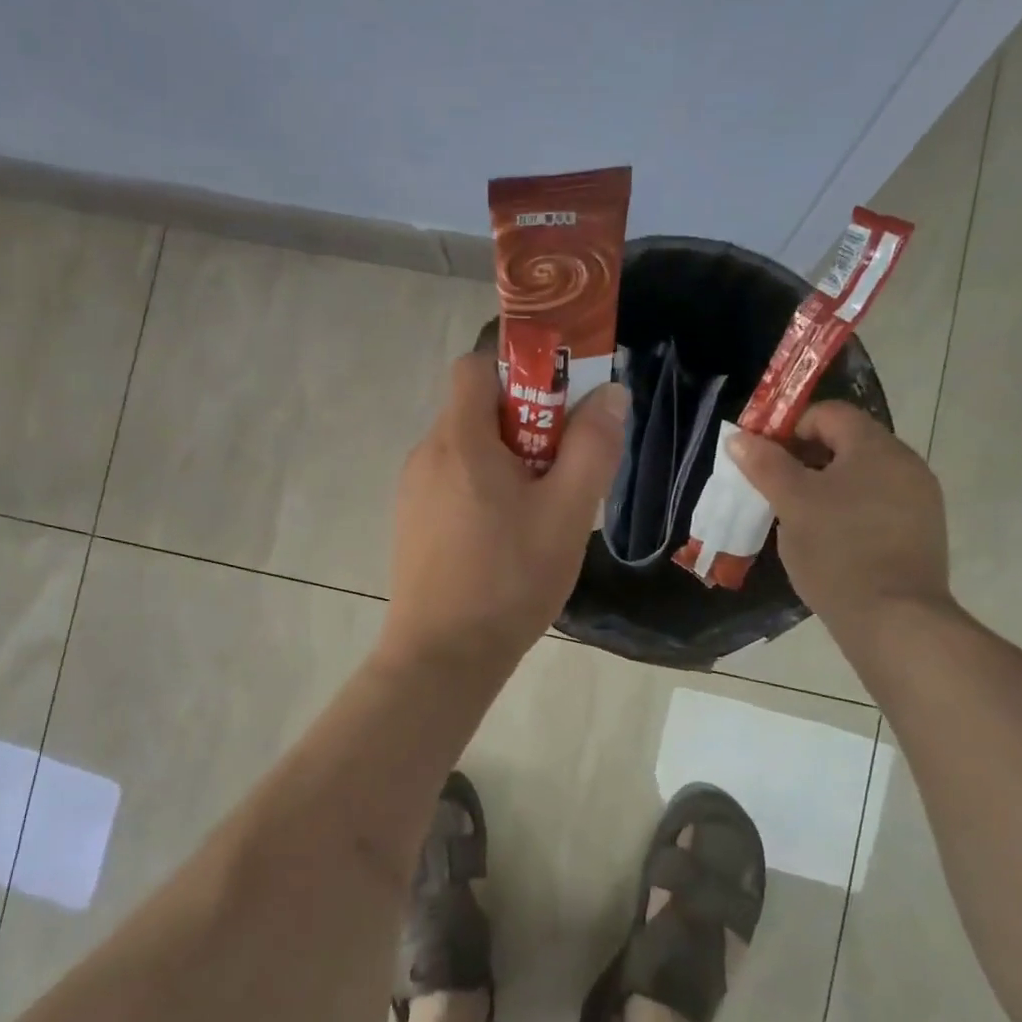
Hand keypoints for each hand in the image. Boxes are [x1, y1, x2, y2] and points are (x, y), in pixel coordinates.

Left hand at [378, 353, 627, 673]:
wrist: (443, 656)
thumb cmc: (509, 579)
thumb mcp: (566, 512)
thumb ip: (592, 448)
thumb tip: (609, 393)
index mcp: (459, 440)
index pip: (477, 365)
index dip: (519, 368)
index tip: (559, 401)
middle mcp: (427, 454)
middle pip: (476, 409)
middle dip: (525, 422)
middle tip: (562, 466)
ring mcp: (413, 491)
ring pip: (467, 450)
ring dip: (507, 460)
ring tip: (540, 508)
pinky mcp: (412, 523)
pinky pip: (453, 483)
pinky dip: (483, 489)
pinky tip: (508, 537)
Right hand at [727, 401, 952, 635]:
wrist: (895, 620)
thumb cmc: (838, 551)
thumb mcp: (792, 504)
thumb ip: (765, 465)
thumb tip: (739, 437)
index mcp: (876, 447)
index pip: (828, 414)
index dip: (789, 428)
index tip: (762, 459)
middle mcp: (905, 464)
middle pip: (847, 443)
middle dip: (804, 460)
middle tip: (774, 490)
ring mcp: (919, 499)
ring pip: (861, 477)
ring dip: (825, 487)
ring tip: (797, 518)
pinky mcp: (921, 532)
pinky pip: (876, 504)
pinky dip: (848, 511)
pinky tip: (829, 541)